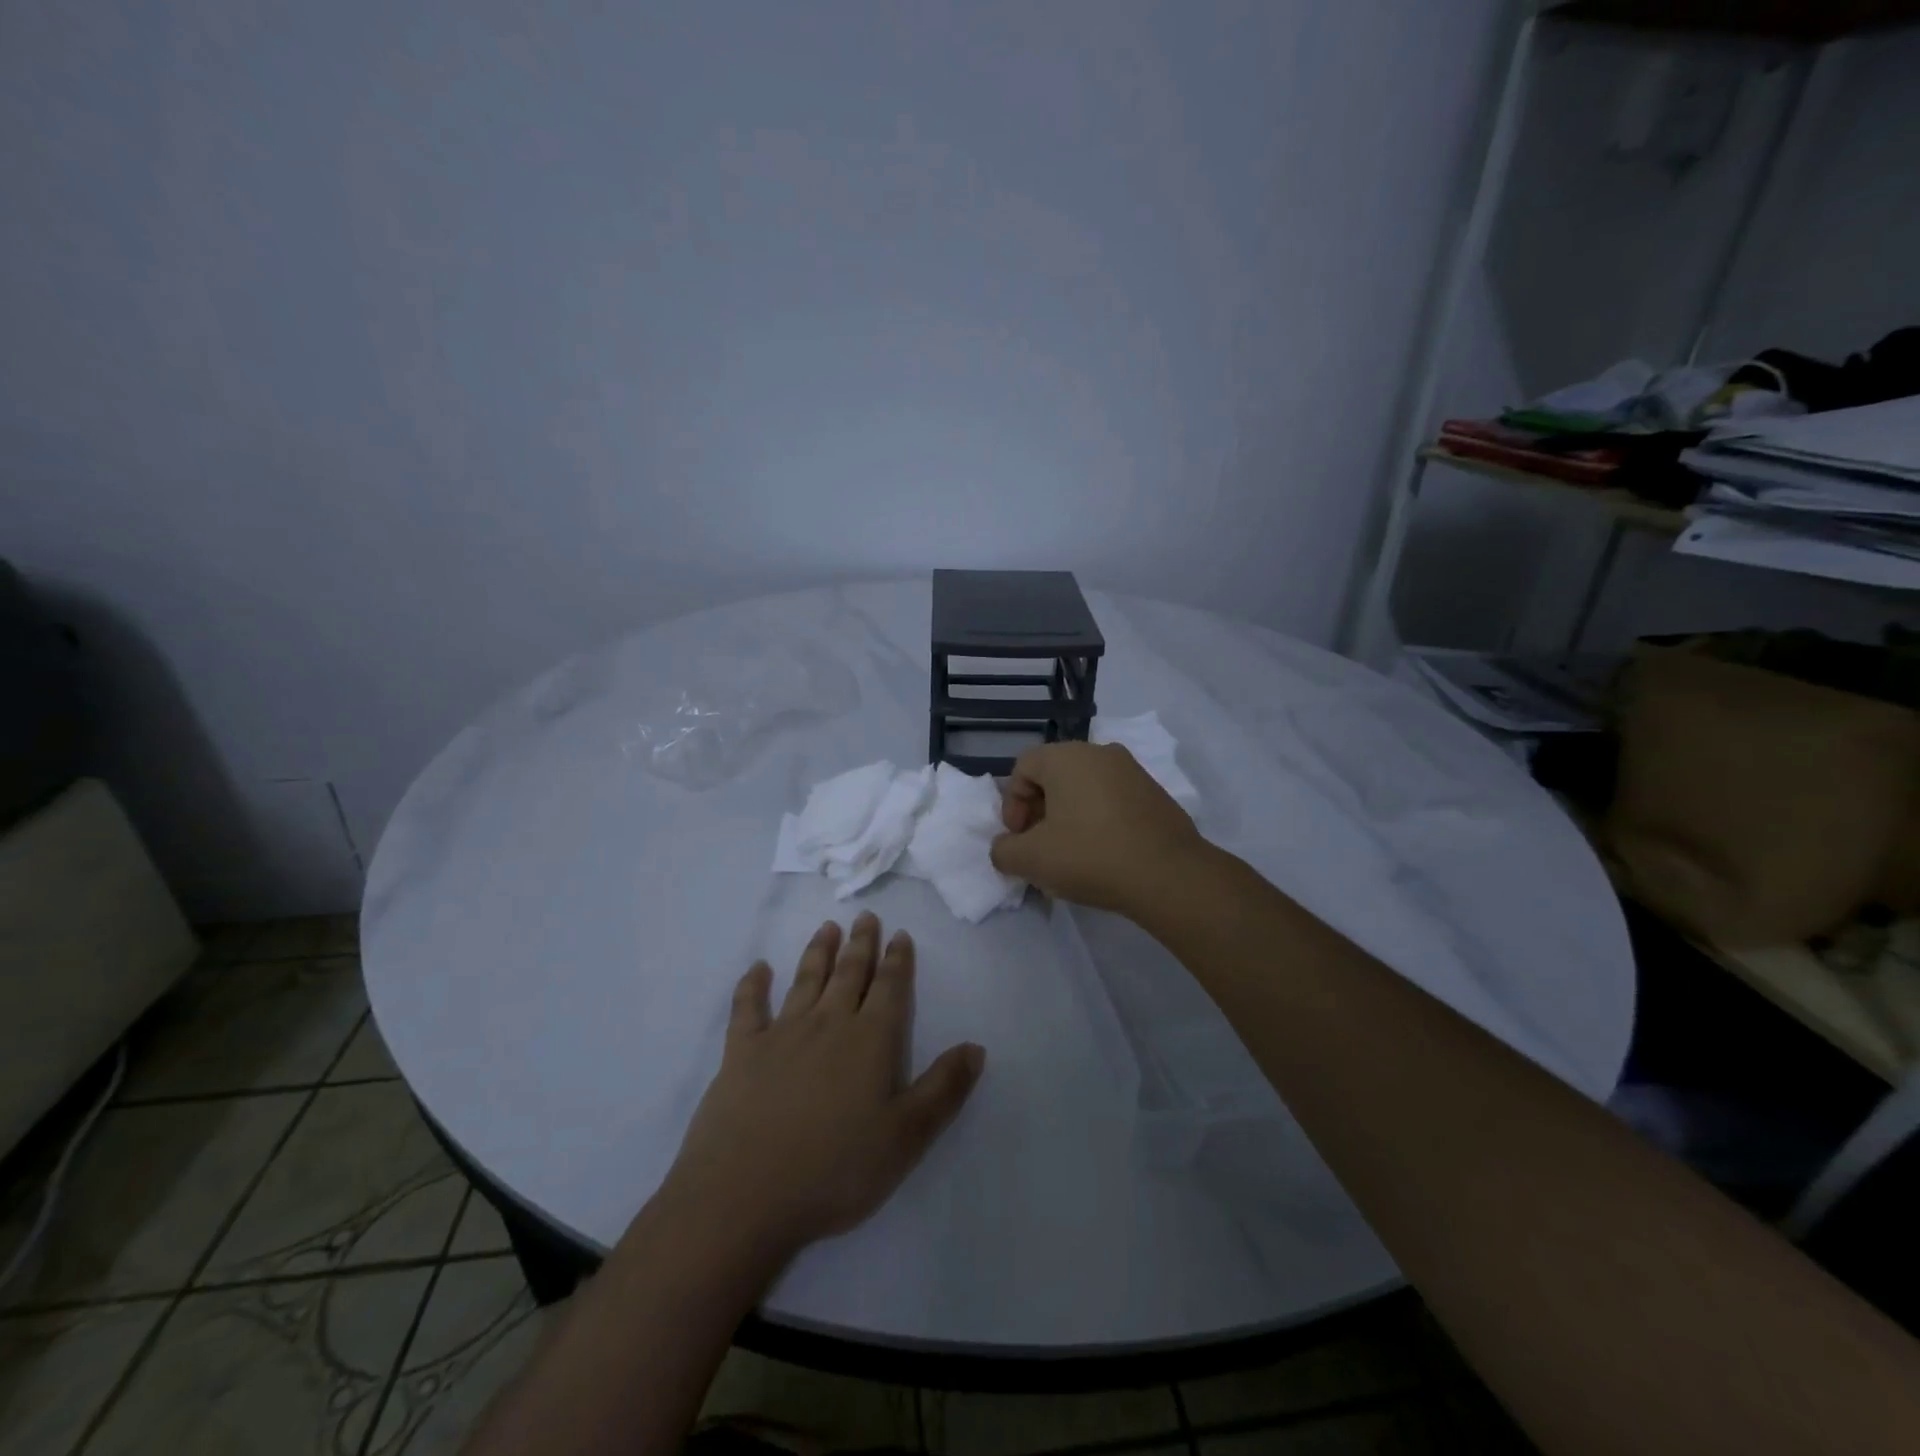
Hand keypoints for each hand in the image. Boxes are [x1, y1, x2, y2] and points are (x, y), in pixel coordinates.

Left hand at [661, 913, 984, 1262]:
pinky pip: (748, 1007)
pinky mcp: (741, 1051)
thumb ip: (944, 1089)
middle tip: (865, 917)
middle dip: (861, 945)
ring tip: (826, 927)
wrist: (745, 1194)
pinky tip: (758, 968)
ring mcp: (781, 1034)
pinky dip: (753, 985)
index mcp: (870, 1041)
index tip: (900, 934)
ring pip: (805, 980)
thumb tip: (976, 1047)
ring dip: (818, 952)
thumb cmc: (835, 1169)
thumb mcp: (906, 1137)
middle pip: (849, 974)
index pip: (889, 989)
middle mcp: (828, 1024)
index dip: (898, 961)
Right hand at [989, 741, 1207, 913]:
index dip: (1011, 804)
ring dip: (1068, 816)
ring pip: (1085, 787)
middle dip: (1039, 810)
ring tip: (1070, 854)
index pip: (1022, 767)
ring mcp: (1133, 771)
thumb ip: (1003, 850)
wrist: (1169, 876)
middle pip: (1054, 775)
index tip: (1019, 838)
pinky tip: (1103, 854)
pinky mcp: (1155, 794)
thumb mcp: (1031, 860)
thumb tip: (1006, 847)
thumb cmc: (1091, 856)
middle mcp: (1100, 752)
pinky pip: (1113, 800)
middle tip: (1040, 846)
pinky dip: (1099, 820)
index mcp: (1066, 757)